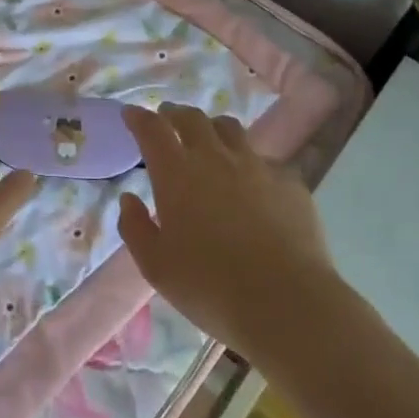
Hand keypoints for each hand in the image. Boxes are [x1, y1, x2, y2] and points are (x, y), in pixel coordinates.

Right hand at [117, 103, 336, 361]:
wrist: (286, 303)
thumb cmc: (210, 286)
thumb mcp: (155, 266)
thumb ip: (135, 227)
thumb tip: (129, 199)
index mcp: (176, 173)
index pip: (152, 129)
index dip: (139, 118)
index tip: (131, 114)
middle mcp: (215, 157)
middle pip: (192, 118)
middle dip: (174, 114)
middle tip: (167, 118)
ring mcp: (256, 165)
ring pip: (230, 129)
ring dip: (212, 127)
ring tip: (209, 139)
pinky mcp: (289, 181)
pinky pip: (264, 159)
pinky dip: (249, 161)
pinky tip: (251, 180)